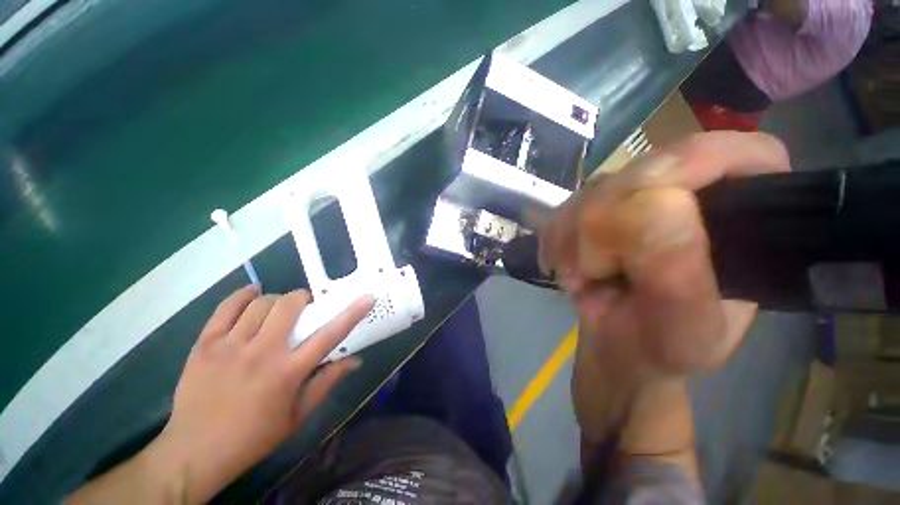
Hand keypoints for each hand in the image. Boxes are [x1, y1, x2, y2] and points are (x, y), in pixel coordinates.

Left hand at [142, 286, 372, 502]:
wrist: (194, 452)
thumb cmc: (254, 436)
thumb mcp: (297, 416)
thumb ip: (327, 382)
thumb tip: (355, 360)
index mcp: (288, 373)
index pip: (329, 335)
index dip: (352, 313)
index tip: (367, 297)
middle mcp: (262, 354)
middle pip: (289, 306)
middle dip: (302, 299)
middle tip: (303, 307)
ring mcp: (230, 347)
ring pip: (260, 304)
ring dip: (276, 300)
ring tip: (277, 309)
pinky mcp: (204, 345)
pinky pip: (226, 308)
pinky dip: (243, 295)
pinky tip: (252, 293)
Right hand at [542, 132, 788, 375]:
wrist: (617, 344)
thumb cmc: (663, 345)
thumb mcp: (686, 328)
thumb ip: (678, 273)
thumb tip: (648, 204)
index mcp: (742, 215)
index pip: (735, 154)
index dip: (699, 172)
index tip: (650, 220)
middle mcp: (689, 191)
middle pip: (642, 173)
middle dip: (605, 229)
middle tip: (596, 275)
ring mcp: (632, 195)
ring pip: (591, 192)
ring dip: (573, 242)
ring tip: (582, 279)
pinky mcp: (590, 206)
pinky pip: (561, 209)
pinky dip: (554, 243)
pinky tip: (566, 268)